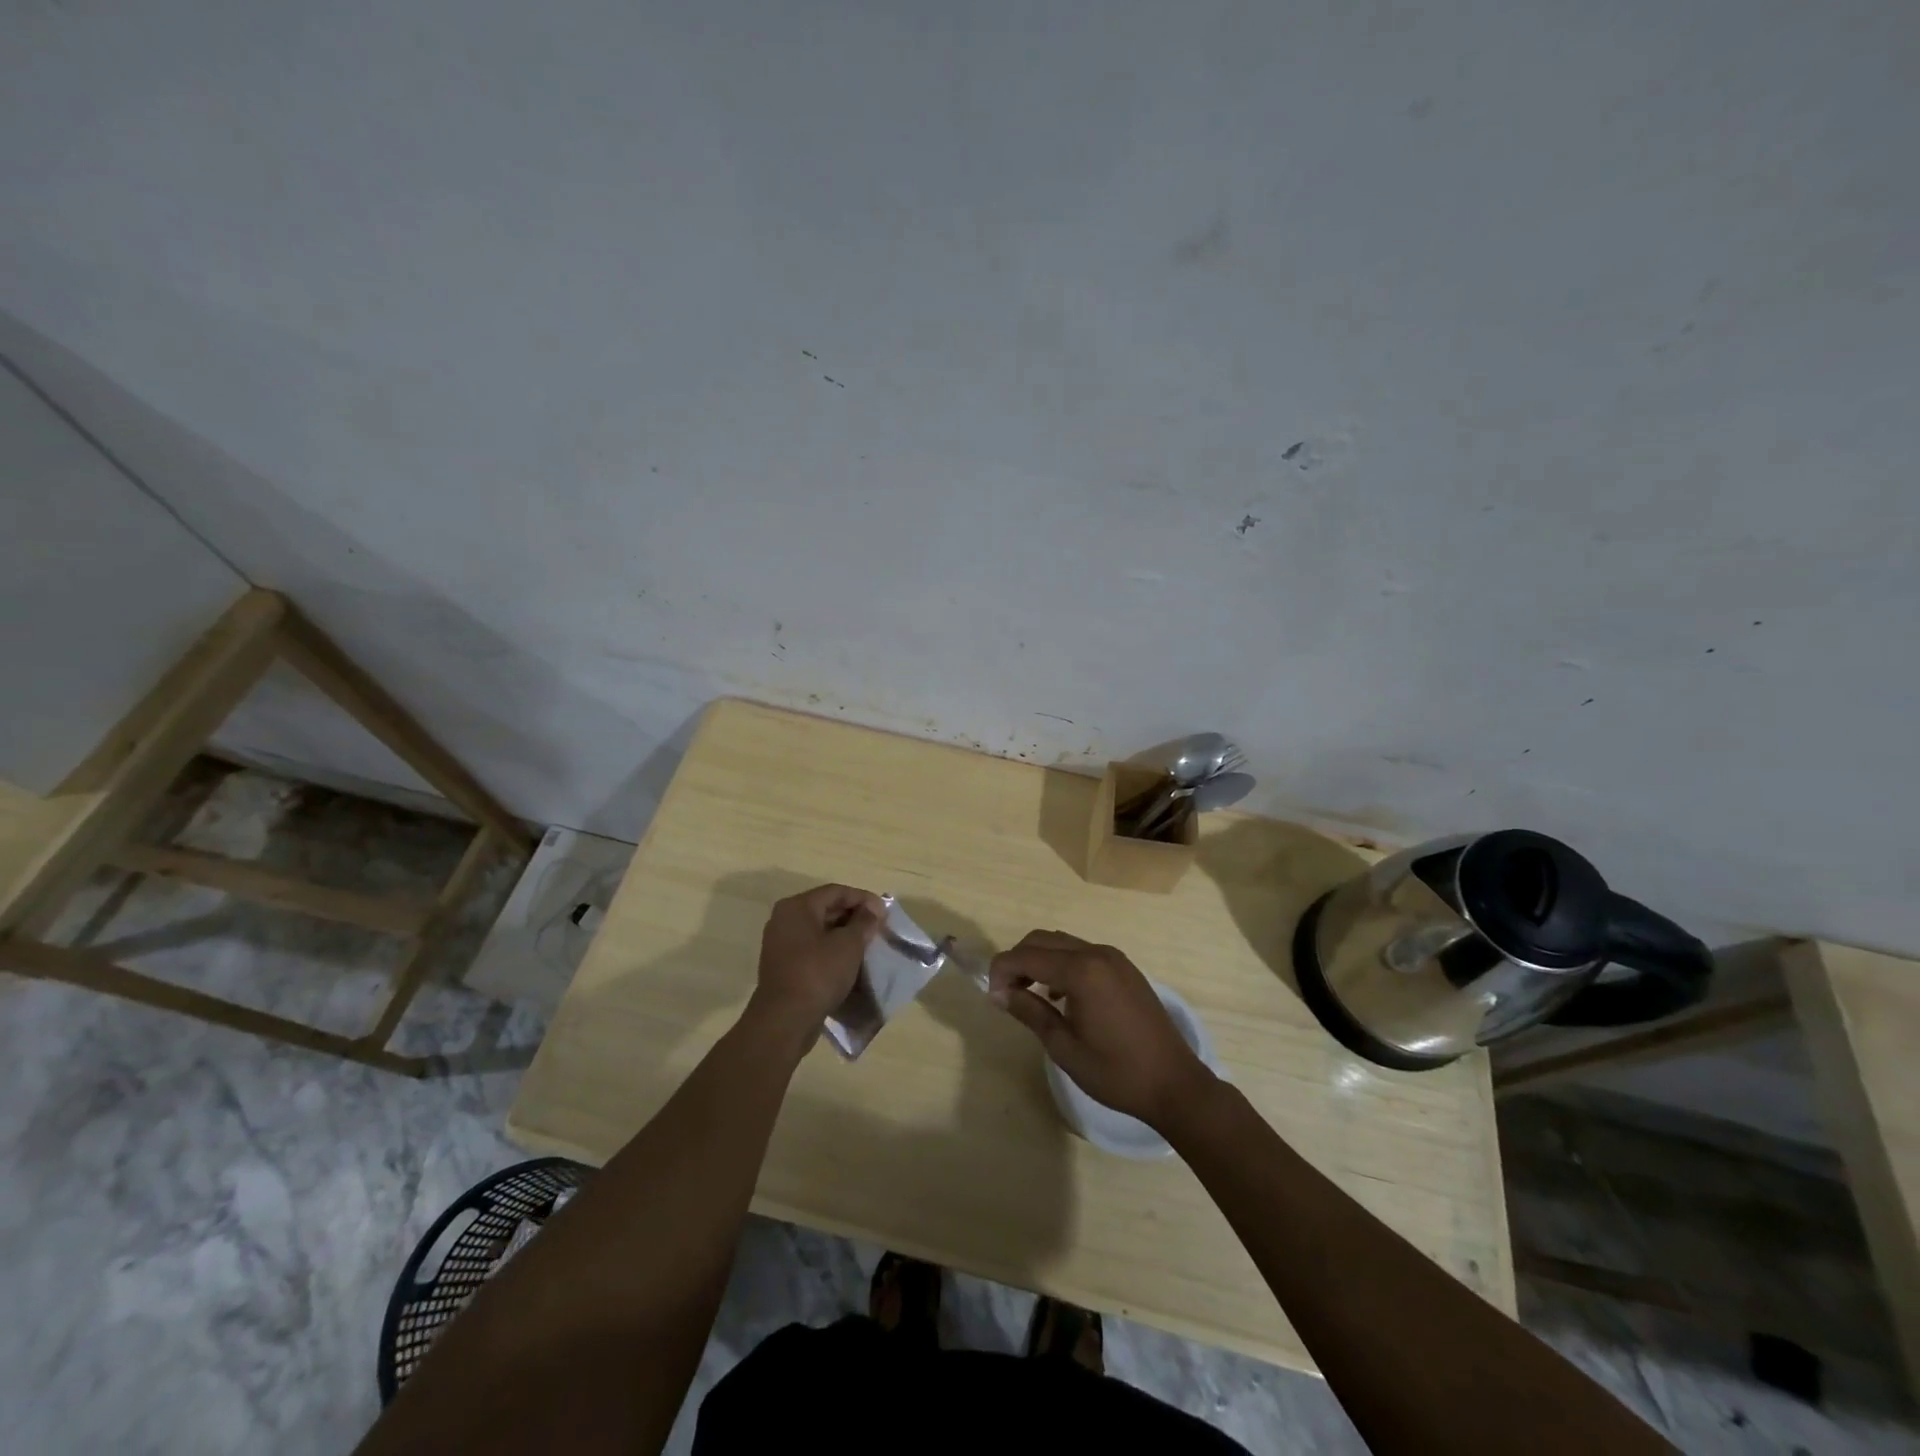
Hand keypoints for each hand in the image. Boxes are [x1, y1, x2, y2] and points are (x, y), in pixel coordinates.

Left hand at [748, 884, 884, 1041]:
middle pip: (826, 908)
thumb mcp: (849, 945)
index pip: (836, 891)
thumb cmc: (818, 974)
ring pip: (819, 930)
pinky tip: (849, 962)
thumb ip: (864, 922)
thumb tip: (872, 910)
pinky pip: (812, 948)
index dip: (864, 899)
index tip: (885, 913)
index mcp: (797, 907)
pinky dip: (831, 950)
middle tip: (878, 928)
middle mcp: (785, 919)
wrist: (785, 1020)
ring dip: (844, 935)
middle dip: (854, 916)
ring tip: (867, 944)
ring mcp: (781, 944)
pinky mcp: (783, 966)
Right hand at [988, 930, 1214, 1129]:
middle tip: (1007, 993)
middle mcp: (1097, 953)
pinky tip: (1060, 997)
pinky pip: (1083, 954)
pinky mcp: (1125, 968)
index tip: (993, 997)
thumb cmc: (1116, 1072)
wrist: (1175, 1084)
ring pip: (1063, 944)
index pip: (1027, 955)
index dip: (1002, 970)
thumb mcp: (1064, 1046)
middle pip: (1043, 940)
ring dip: (1040, 960)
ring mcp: (1114, 958)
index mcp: (1081, 971)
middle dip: (1018, 960)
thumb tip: (1000, 993)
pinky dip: (1063, 964)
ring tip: (1029, 994)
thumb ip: (1030, 1012)